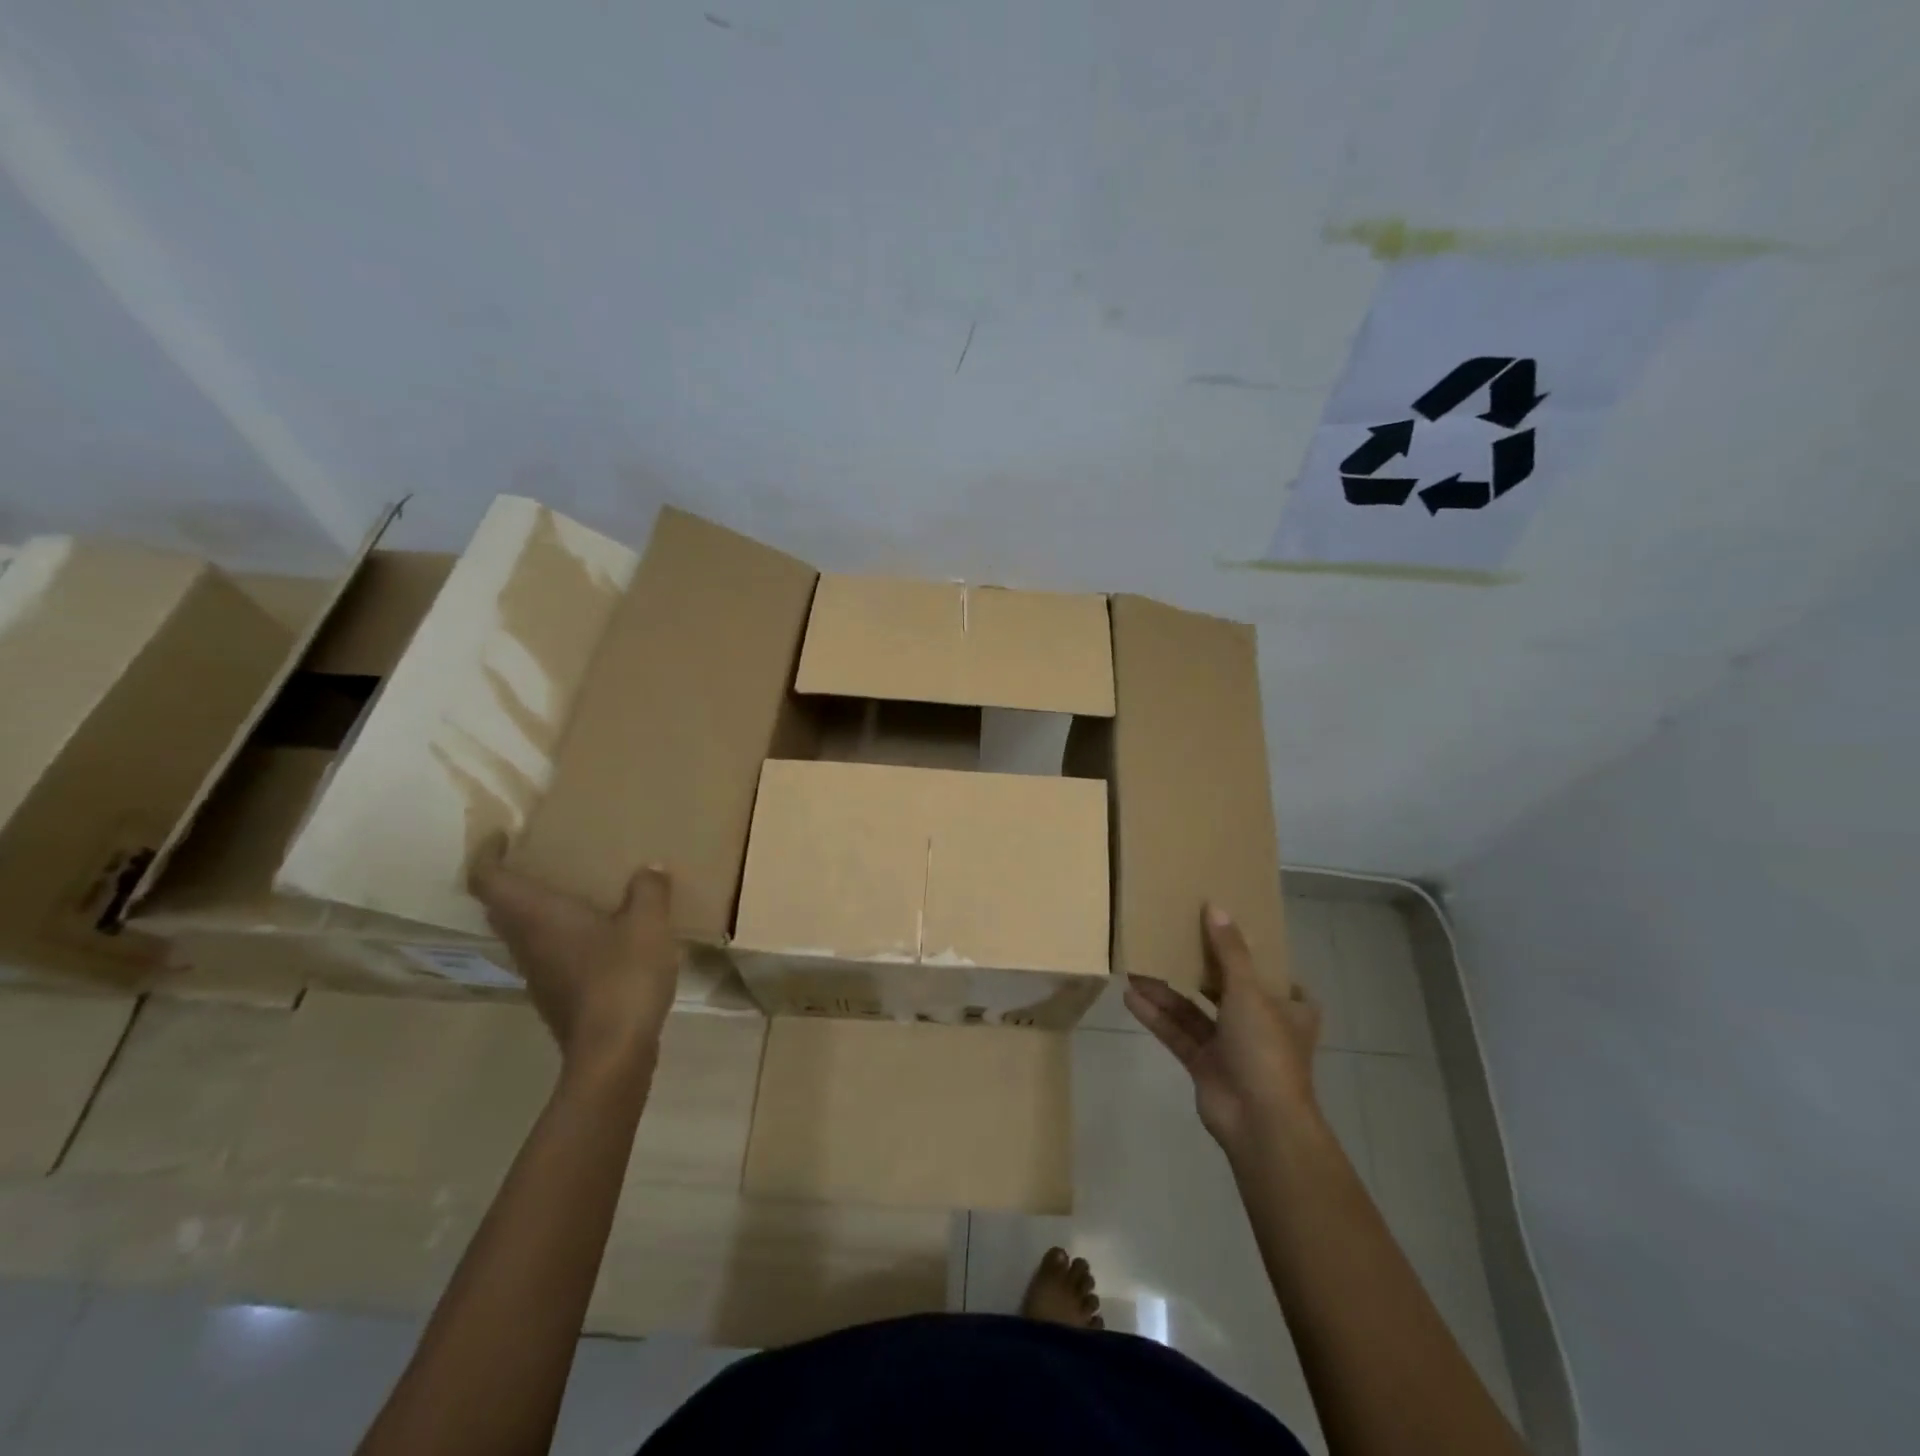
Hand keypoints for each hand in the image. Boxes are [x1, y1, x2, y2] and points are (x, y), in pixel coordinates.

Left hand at [469, 835, 679, 1075]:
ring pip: (523, 931)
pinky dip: (561, 935)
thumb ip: (649, 891)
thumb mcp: (648, 924)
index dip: (487, 854)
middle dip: (515, 879)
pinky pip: (548, 953)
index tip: (502, 836)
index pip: (489, 879)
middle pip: (501, 906)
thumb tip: (649, 869)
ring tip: (576, 892)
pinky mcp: (556, 995)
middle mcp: (527, 942)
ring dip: (538, 910)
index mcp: (538, 916)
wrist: (613, 1052)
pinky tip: (599, 935)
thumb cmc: (622, 977)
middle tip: (545, 859)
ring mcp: (538, 973)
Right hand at [1124, 903, 1321, 1154]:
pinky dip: (1157, 1016)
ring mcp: (1232, 1047)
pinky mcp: (1205, 1065)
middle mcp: (1261, 1024)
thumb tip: (1215, 907)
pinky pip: (1178, 1034)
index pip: (1273, 973)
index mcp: (1288, 1007)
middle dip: (1197, 967)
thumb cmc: (1266, 1049)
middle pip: (1226, 988)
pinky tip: (1131, 996)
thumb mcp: (1249, 991)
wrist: (1260, 1122)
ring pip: (1196, 1011)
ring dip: (1168, 991)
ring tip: (1138, 964)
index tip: (1224, 928)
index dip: (1250, 952)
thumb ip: (1229, 951)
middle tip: (1171, 937)